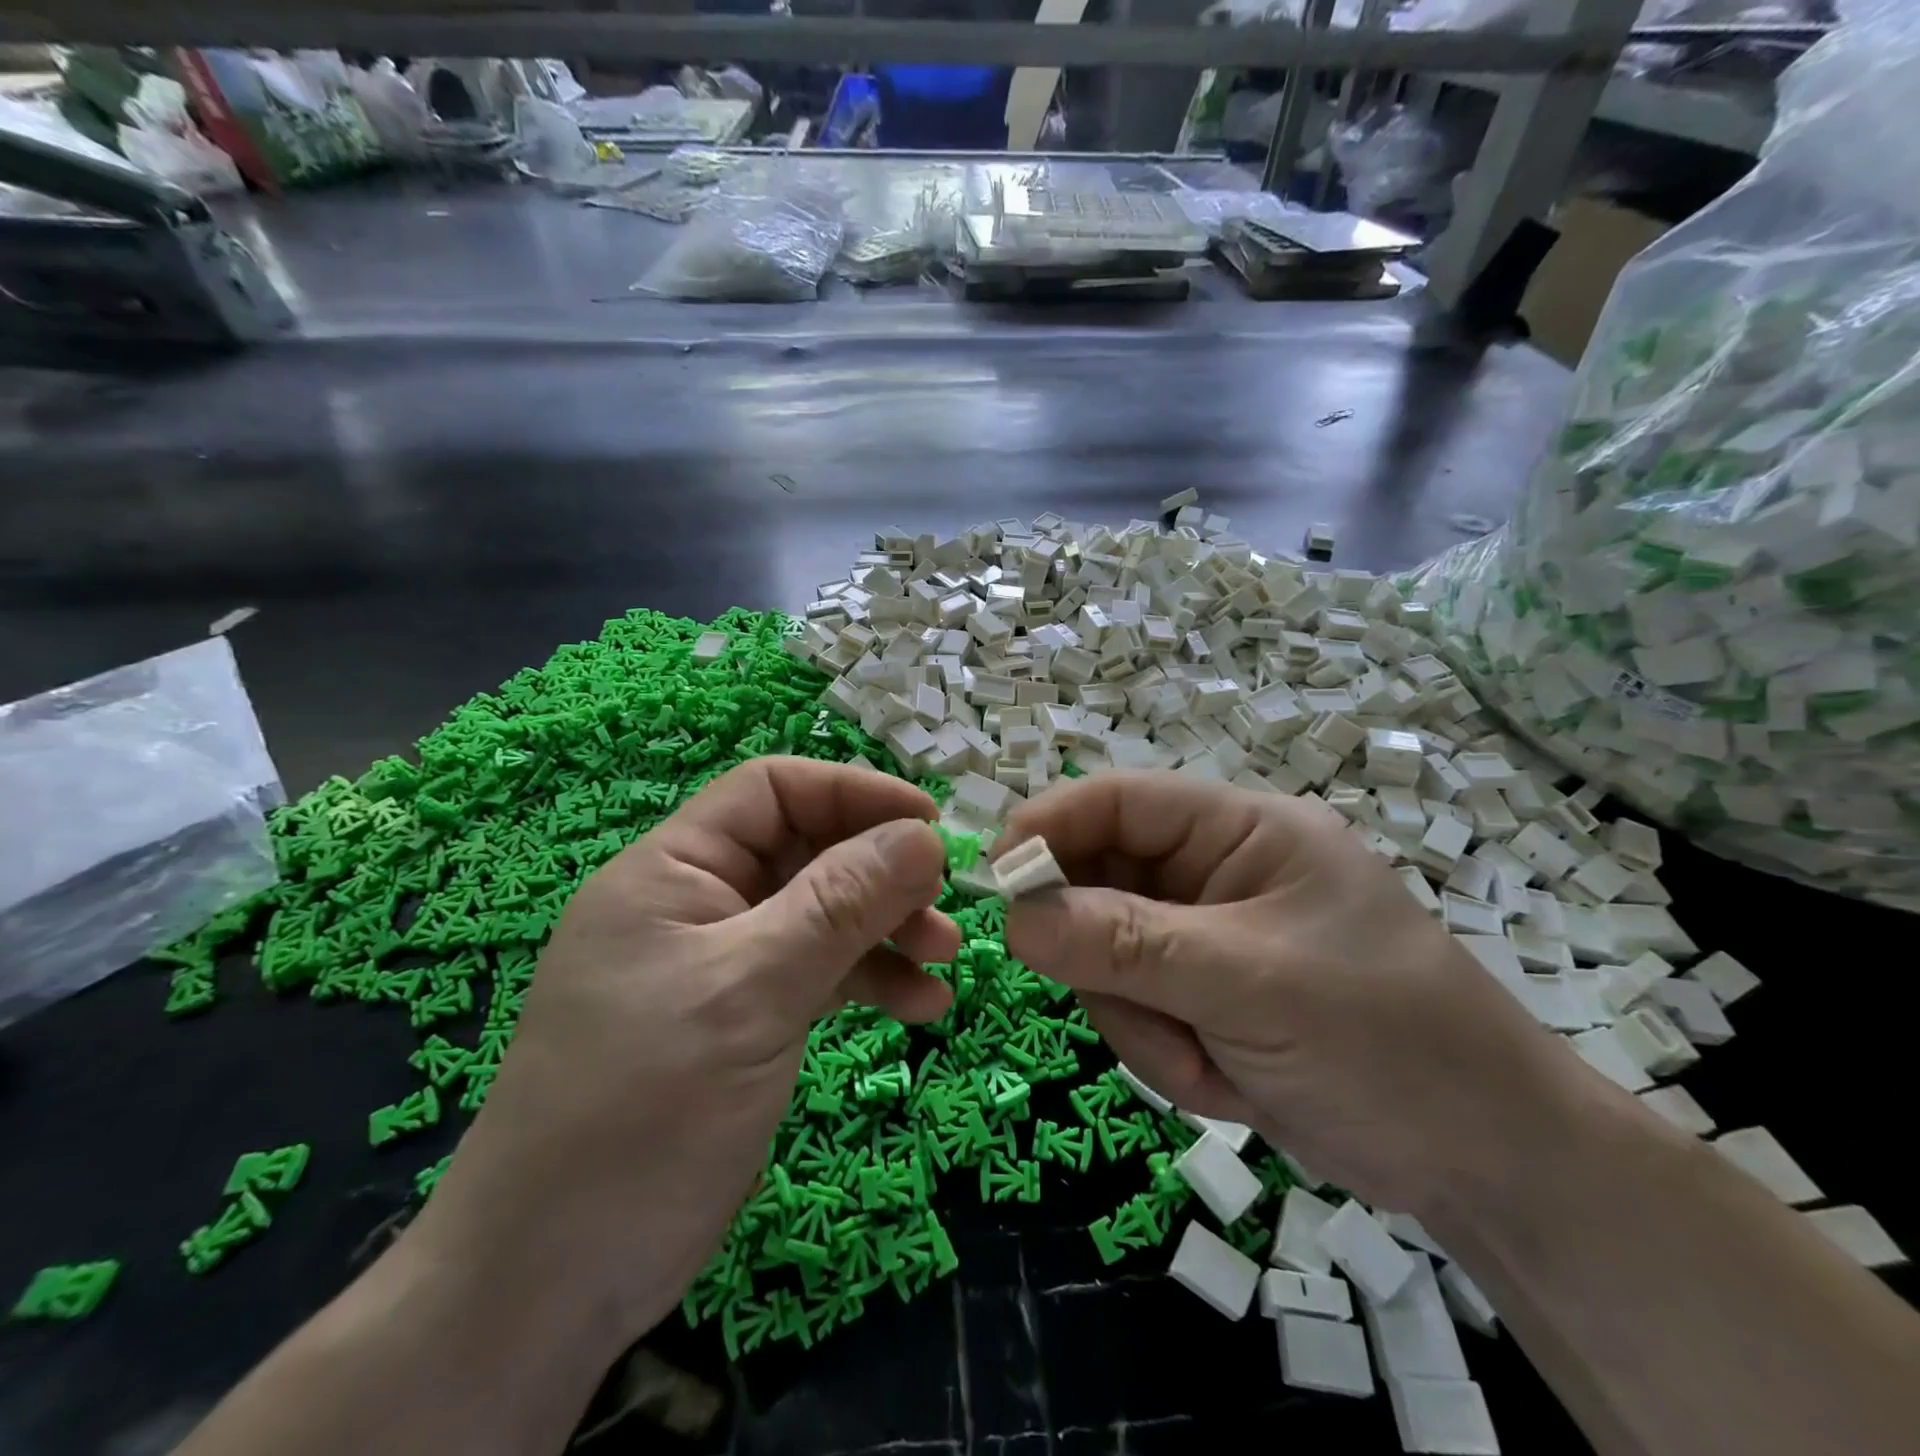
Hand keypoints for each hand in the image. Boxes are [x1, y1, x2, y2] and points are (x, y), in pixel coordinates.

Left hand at [412, 758, 959, 1347]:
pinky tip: (921, 1007)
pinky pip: (817, 974)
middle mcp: (698, 904)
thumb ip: (841, 904)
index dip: (853, 792)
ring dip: (886, 929)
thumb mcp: (753, 990)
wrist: (551, 1283)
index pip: (773, 790)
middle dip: (880, 872)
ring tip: (947, 958)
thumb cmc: (644, 1111)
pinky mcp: (742, 1019)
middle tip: (945, 903)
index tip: (928, 823)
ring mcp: (720, 965)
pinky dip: (868, 982)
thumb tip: (923, 835)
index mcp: (673, 870)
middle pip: (806, 852)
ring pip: (820, 916)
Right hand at [997, 773, 1603, 1221]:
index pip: (1118, 801)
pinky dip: (1162, 1051)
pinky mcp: (1201, 995)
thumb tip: (1013, 916)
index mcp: (1240, 830)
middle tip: (1136, 1009)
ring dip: (1141, 1020)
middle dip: (1104, 956)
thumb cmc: (1387, 1042)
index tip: (996, 883)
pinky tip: (1225, 1081)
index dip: (1049, 829)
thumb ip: (1125, 944)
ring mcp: (1203, 937)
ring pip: (1106, 955)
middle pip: (1099, 882)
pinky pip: (1133, 1006)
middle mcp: (1214, 872)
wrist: (1491, 1165)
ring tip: (1211, 1063)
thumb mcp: (1249, 984)